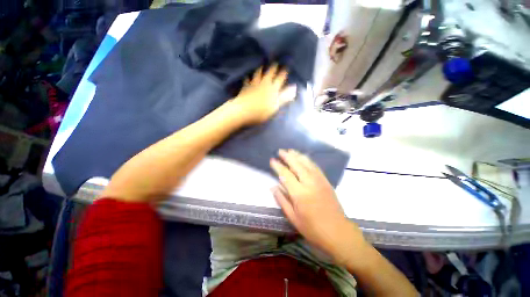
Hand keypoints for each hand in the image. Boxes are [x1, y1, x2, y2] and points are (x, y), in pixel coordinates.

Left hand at [232, 64, 295, 124]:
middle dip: (273, 68)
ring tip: (262, 65)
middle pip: (269, 73)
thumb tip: (294, 88)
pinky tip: (247, 76)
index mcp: (272, 89)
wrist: (244, 111)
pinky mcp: (245, 87)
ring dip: (261, 69)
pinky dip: (248, 78)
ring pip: (258, 74)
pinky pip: (247, 80)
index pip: (280, 79)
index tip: (286, 67)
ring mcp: (254, 84)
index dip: (283, 73)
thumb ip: (284, 97)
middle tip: (275, 62)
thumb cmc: (261, 111)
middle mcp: (264, 84)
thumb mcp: (275, 106)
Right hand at [270, 149, 365, 264]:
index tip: (272, 160)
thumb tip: (273, 187)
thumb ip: (282, 200)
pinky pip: (316, 167)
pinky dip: (308, 160)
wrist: (337, 232)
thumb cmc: (312, 228)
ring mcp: (319, 181)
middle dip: (288, 156)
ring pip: (307, 163)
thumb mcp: (293, 217)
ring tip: (290, 150)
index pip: (286, 175)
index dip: (278, 166)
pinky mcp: (326, 181)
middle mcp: (309, 183)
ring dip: (298, 155)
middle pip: (297, 165)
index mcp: (299, 193)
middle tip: (280, 151)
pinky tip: (304, 158)